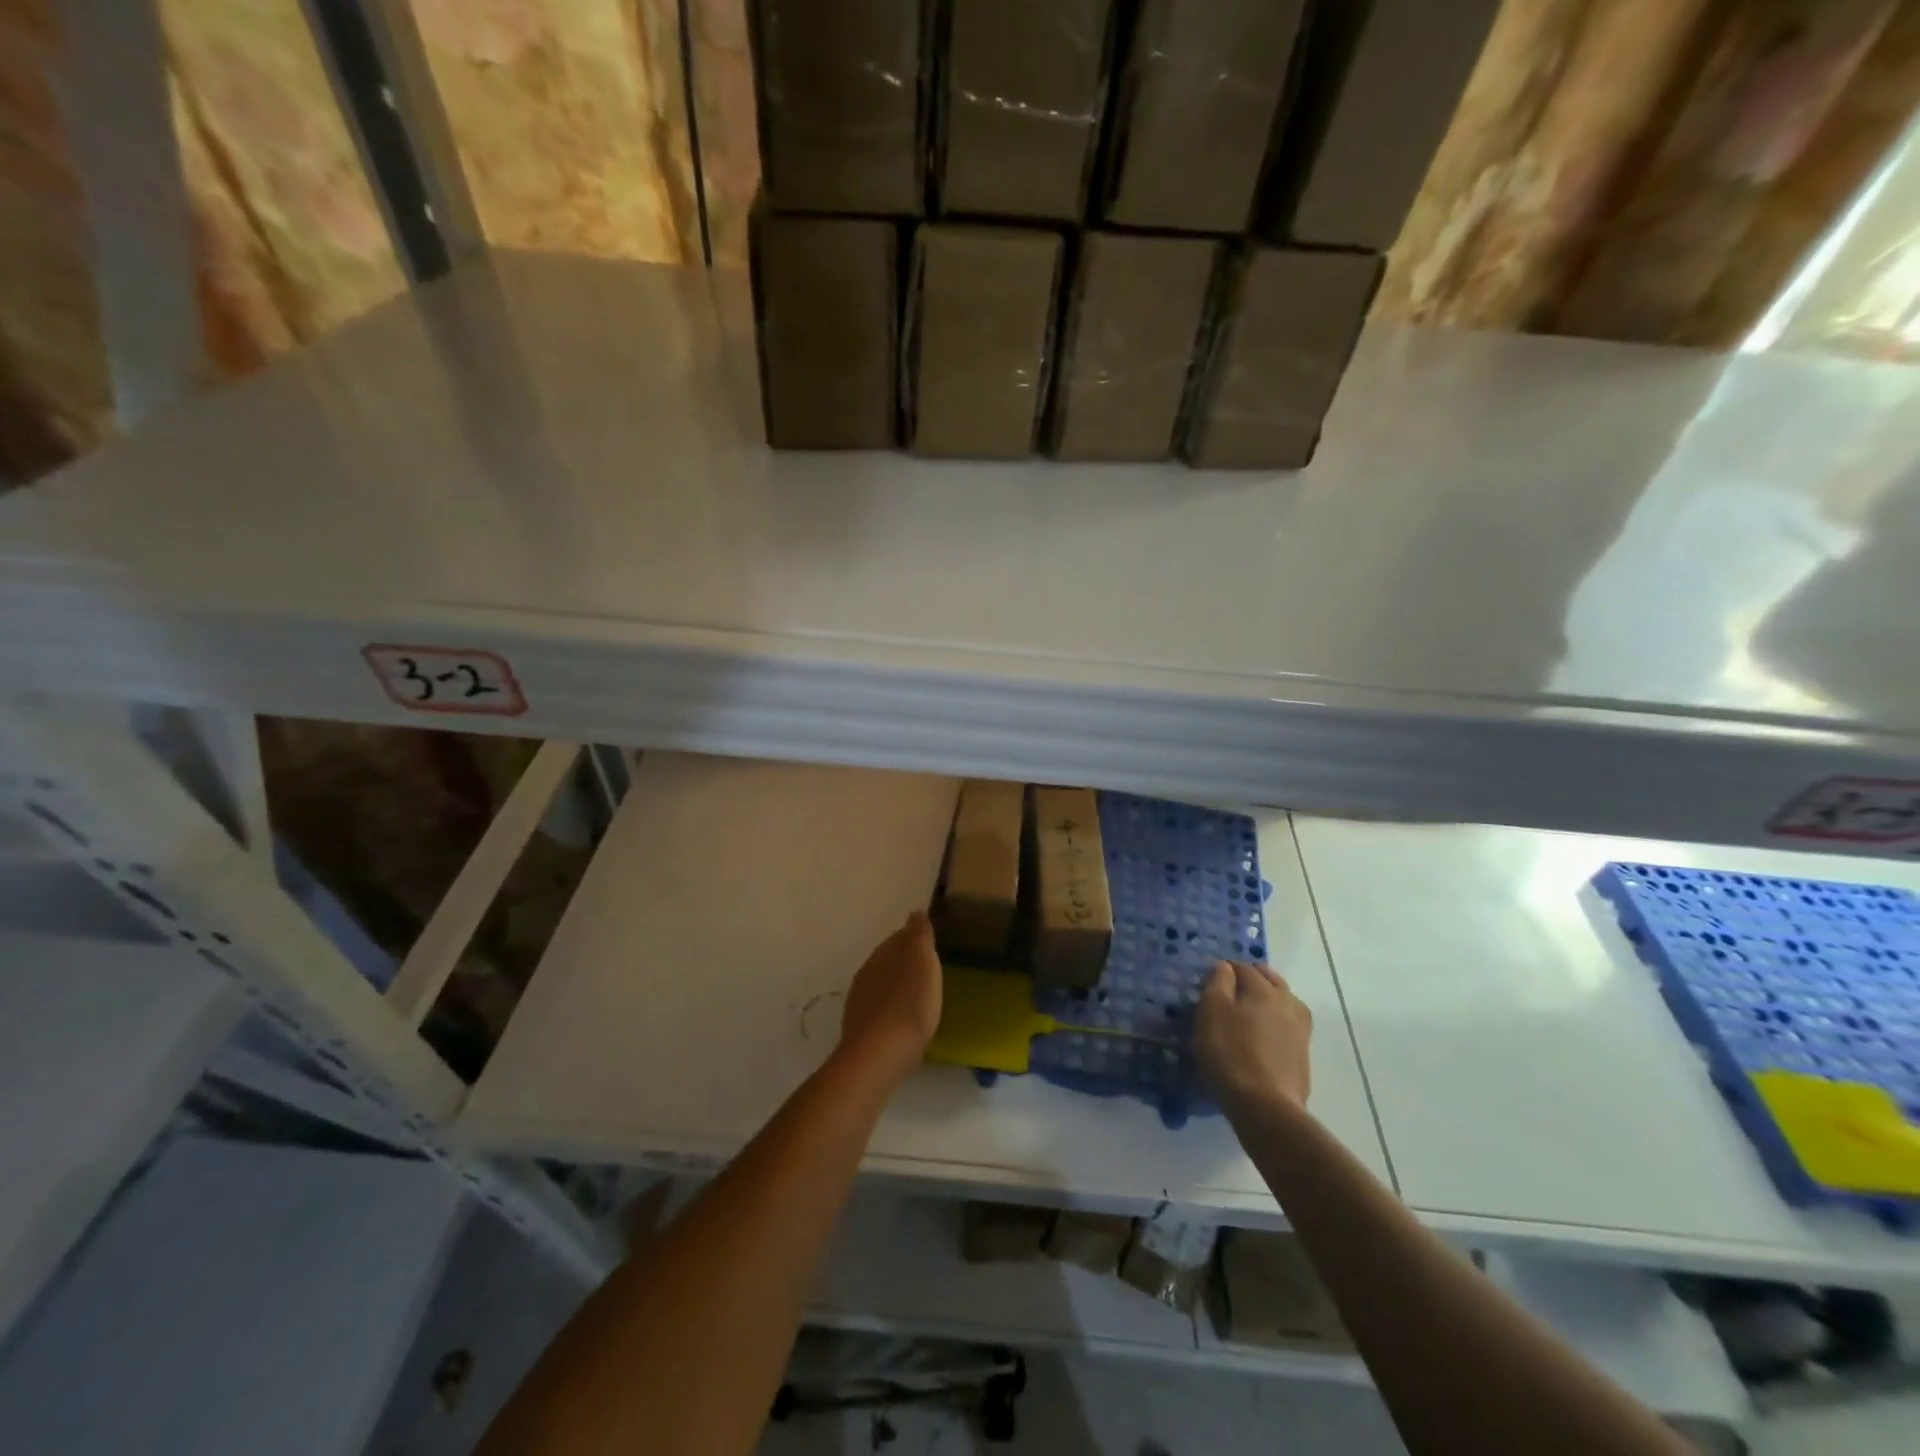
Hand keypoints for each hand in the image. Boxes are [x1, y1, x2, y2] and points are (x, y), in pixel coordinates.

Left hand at [836, 911, 942, 1085]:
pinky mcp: (859, 1028)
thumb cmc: (908, 1006)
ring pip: (881, 984)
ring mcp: (859, 1001)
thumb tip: (915, 913)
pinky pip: (879, 1009)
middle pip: (888, 960)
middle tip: (927, 972)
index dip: (915, 940)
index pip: (899, 937)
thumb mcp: (922, 965)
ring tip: (917, 997)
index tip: (931, 946)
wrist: (878, 1056)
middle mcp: (866, 972)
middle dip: (905, 963)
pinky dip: (891, 1009)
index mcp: (882, 954)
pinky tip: (901, 1021)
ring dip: (897, 986)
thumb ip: (919, 937)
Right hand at [1195, 960, 1311, 1117]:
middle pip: (1270, 980)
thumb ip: (1218, 983)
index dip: (1226, 969)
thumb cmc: (1230, 1053)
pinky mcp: (1303, 1056)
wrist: (1266, 1107)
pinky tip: (1265, 1035)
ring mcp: (1301, 1031)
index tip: (1211, 978)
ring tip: (1251, 1009)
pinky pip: (1289, 1026)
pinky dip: (1277, 1022)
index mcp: (1263, 989)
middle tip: (1232, 988)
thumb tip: (1225, 967)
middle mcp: (1287, 1003)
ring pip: (1285, 1001)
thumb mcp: (1211, 1012)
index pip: (1244, 967)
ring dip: (1269, 998)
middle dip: (1253, 978)